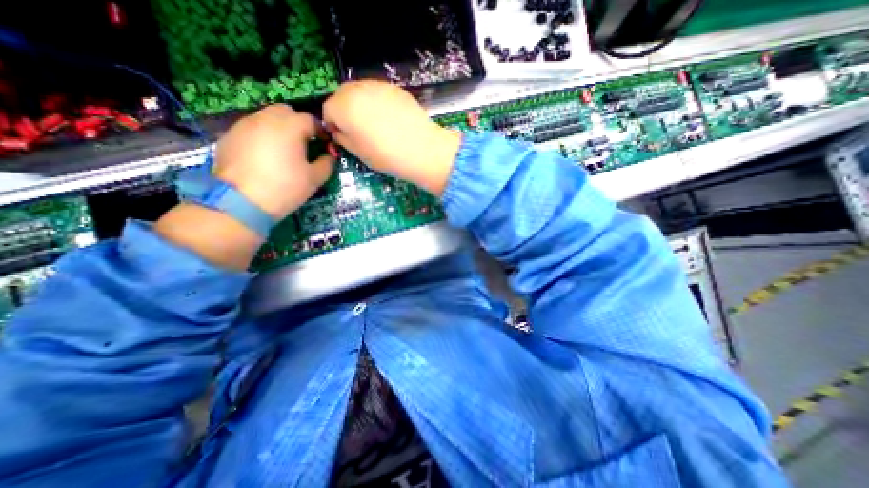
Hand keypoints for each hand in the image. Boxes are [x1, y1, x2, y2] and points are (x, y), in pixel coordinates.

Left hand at [213, 105, 334, 218]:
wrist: (241, 202)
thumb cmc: (285, 188)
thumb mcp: (314, 178)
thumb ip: (327, 163)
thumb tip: (329, 156)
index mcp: (290, 127)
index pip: (310, 120)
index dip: (321, 131)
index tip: (325, 144)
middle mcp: (265, 119)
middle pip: (286, 111)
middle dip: (298, 123)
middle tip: (304, 143)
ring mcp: (244, 125)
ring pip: (266, 117)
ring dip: (279, 128)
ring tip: (284, 150)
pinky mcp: (229, 136)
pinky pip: (252, 129)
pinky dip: (262, 136)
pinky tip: (265, 156)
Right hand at [324, 78, 460, 193]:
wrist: (422, 150)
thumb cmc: (387, 156)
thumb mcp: (359, 153)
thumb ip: (342, 138)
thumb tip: (338, 130)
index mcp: (344, 107)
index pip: (327, 110)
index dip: (333, 125)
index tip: (343, 137)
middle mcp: (357, 89)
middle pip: (342, 95)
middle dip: (344, 111)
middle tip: (358, 130)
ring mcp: (378, 85)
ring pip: (360, 92)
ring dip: (361, 105)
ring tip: (376, 125)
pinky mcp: (395, 88)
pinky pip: (378, 93)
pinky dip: (377, 103)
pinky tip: (390, 120)